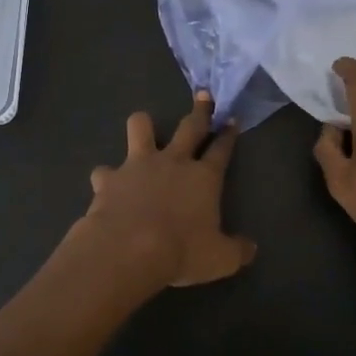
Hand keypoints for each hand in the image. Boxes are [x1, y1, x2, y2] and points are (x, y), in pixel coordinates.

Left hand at [78, 92, 257, 287]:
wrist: (128, 248)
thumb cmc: (182, 251)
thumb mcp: (221, 259)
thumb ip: (237, 250)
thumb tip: (250, 248)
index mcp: (204, 177)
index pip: (221, 149)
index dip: (228, 135)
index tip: (232, 120)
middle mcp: (173, 162)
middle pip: (190, 127)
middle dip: (199, 111)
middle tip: (203, 95)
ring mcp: (138, 165)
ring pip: (140, 128)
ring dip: (143, 125)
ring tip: (144, 125)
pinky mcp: (109, 178)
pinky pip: (105, 171)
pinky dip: (107, 177)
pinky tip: (106, 185)